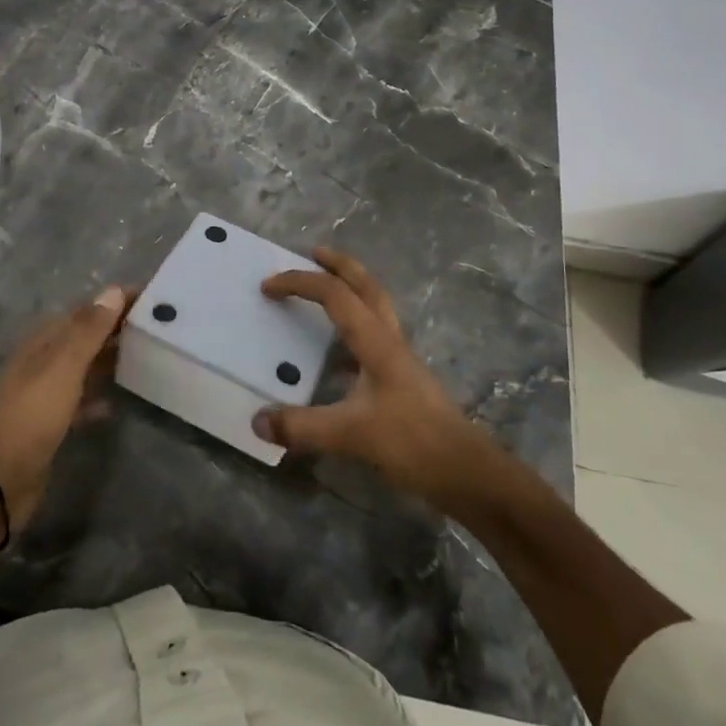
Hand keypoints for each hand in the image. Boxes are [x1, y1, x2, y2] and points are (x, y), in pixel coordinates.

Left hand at [0, 286, 128, 525]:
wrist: (1, 477)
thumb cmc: (33, 414)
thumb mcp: (64, 366)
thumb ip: (89, 330)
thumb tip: (113, 290)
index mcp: (43, 341)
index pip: (85, 311)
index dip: (114, 301)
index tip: (150, 296)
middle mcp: (43, 361)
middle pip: (84, 337)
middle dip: (115, 329)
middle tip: (155, 326)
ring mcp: (45, 393)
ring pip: (83, 367)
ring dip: (108, 360)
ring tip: (144, 357)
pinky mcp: (51, 423)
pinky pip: (80, 401)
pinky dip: (97, 397)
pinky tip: (115, 403)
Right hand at [252, 249, 489, 503]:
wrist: (468, 473)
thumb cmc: (413, 442)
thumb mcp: (351, 434)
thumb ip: (302, 427)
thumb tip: (257, 420)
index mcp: (376, 341)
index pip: (335, 294)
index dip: (300, 283)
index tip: (267, 287)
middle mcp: (389, 341)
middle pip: (366, 287)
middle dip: (339, 265)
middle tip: (313, 252)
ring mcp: (399, 361)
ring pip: (374, 309)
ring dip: (350, 291)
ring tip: (324, 291)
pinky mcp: (402, 382)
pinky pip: (373, 340)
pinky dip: (351, 331)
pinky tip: (335, 354)